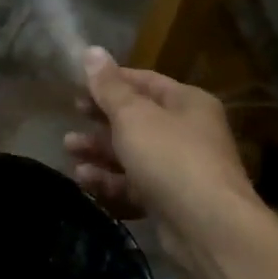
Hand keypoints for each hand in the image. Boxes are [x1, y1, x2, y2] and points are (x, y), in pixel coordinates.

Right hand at [65, 47, 255, 239]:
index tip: (77, 85)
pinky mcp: (170, 201)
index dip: (110, 81)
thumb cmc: (170, 157)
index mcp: (186, 102)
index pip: (144, 81)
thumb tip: (91, 50)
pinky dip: (110, 180)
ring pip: (132, 153)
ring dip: (99, 150)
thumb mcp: (133, 115)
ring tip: (68, 149)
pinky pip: (134, 184)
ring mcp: (180, 168)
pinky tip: (84, 178)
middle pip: (137, 118)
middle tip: (71, 115)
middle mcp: (187, 131)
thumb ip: (109, 87)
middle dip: (100, 118)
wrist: (209, 227)